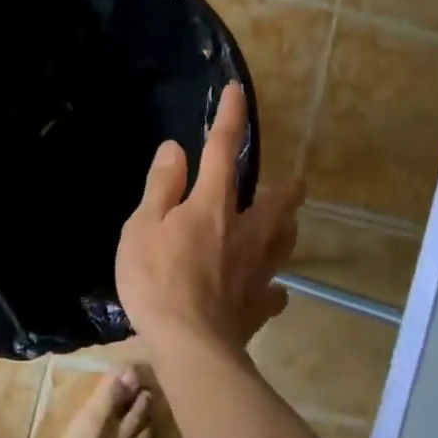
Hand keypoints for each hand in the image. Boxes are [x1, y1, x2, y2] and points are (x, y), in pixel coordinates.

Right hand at [115, 83, 303, 356]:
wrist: (190, 346)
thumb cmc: (157, 281)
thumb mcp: (142, 227)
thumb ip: (161, 187)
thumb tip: (175, 149)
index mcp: (212, 206)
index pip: (221, 150)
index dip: (229, 118)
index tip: (236, 91)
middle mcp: (244, 231)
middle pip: (276, 200)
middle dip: (287, 186)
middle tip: (295, 181)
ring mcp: (258, 270)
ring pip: (284, 241)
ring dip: (287, 227)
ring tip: (286, 223)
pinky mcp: (259, 305)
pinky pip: (274, 291)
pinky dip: (272, 286)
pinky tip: (270, 289)